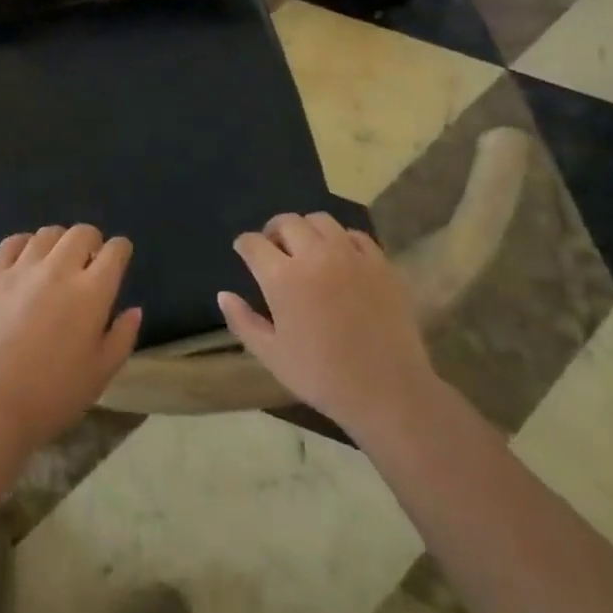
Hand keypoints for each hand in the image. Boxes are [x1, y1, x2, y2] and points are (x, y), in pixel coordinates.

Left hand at [0, 225, 141, 451]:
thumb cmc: (55, 395)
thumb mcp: (102, 373)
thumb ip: (123, 337)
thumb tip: (134, 309)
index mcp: (92, 292)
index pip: (115, 251)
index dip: (120, 250)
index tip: (118, 259)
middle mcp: (59, 269)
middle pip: (82, 232)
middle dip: (91, 241)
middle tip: (88, 261)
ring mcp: (22, 269)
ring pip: (47, 233)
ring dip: (59, 242)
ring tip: (56, 261)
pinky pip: (11, 242)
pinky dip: (24, 244)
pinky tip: (25, 260)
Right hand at [219, 212, 438, 442]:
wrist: (388, 392)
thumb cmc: (322, 377)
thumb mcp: (271, 356)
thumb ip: (242, 321)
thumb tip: (224, 294)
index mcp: (283, 277)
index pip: (253, 243)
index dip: (244, 245)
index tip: (244, 253)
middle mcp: (315, 255)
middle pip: (287, 222)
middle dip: (273, 231)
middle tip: (274, 250)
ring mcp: (350, 255)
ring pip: (321, 221)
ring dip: (307, 230)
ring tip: (307, 250)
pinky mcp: (379, 262)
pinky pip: (354, 235)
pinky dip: (341, 240)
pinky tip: (340, 259)